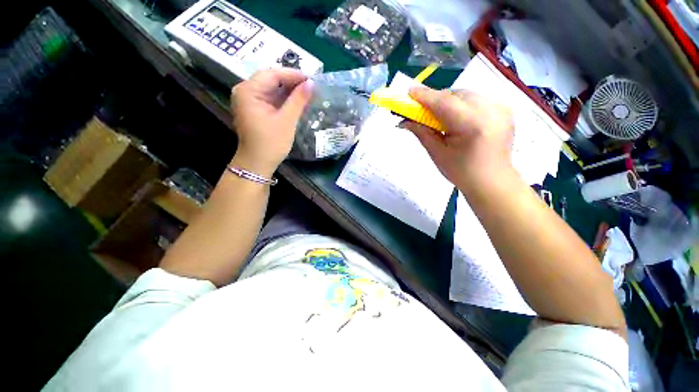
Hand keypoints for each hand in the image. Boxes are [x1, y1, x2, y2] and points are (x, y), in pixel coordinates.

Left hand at [230, 68, 313, 176]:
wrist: (258, 163)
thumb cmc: (271, 143)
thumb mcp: (286, 121)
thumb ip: (298, 100)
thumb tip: (311, 83)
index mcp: (248, 91)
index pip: (272, 74)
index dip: (293, 75)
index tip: (312, 79)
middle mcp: (245, 91)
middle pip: (271, 80)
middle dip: (291, 82)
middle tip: (311, 86)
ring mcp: (249, 100)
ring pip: (271, 89)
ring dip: (289, 90)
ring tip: (307, 92)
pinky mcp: (255, 109)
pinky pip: (270, 98)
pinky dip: (283, 99)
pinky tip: (296, 101)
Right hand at [401, 87, 514, 187]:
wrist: (492, 181)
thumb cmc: (461, 172)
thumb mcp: (437, 153)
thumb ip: (421, 132)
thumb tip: (404, 121)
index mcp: (472, 125)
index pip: (444, 103)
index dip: (425, 96)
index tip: (409, 92)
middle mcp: (490, 110)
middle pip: (455, 95)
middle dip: (436, 100)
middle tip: (422, 111)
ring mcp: (501, 107)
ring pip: (465, 94)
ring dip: (448, 101)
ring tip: (441, 118)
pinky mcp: (505, 108)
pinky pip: (476, 98)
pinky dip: (462, 104)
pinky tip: (458, 118)